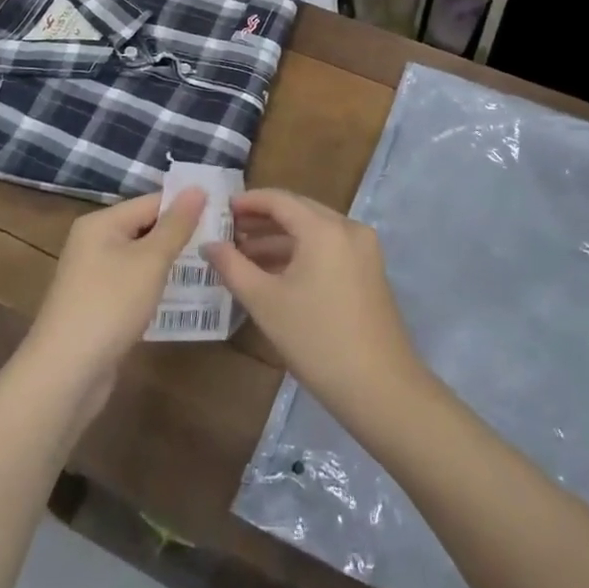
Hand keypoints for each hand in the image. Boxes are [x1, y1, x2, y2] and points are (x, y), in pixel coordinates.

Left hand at [21, 190, 207, 408]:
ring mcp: (94, 275)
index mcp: (101, 223)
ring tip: (211, 265)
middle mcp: (94, 242)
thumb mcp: (150, 260)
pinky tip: (182, 295)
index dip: (187, 206)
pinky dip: (156, 286)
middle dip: (181, 235)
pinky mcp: (98, 304)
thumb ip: (176, 225)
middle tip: (224, 241)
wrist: (65, 373)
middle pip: (146, 228)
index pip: (152, 202)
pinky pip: (134, 283)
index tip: (224, 215)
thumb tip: (197, 188)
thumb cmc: (110, 305)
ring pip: (141, 258)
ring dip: (171, 262)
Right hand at [206, 190, 426, 420]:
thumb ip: (232, 267)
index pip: (280, 200)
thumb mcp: (265, 303)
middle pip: (299, 211)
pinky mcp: (369, 270)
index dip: (248, 202)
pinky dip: (301, 253)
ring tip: (243, 254)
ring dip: (280, 239)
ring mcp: (363, 249)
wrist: (379, 388)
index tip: (221, 209)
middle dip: (263, 219)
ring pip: (314, 231)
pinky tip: (275, 272)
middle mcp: (348, 228)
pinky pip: (329, 248)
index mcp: (324, 228)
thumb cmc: (316, 340)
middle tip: (228, 231)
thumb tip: (209, 245)